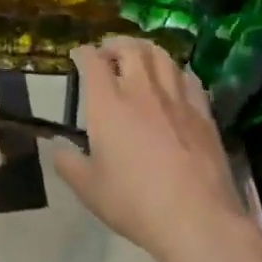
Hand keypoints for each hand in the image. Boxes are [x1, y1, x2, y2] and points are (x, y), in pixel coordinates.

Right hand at [52, 38, 255, 261]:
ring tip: (140, 58)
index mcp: (108, 105)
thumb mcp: (88, 189)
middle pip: (131, 49)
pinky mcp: (203, 113)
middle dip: (115, 44)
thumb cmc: (133, 203)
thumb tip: (58, 148)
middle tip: (108, 52)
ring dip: (146, 50)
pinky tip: (174, 80)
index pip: (93, 62)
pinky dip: (175, 72)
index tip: (78, 56)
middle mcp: (142, 92)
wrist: (195, 218)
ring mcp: (177, 99)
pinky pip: (189, 78)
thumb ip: (68, 164)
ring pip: (162, 57)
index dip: (83, 53)